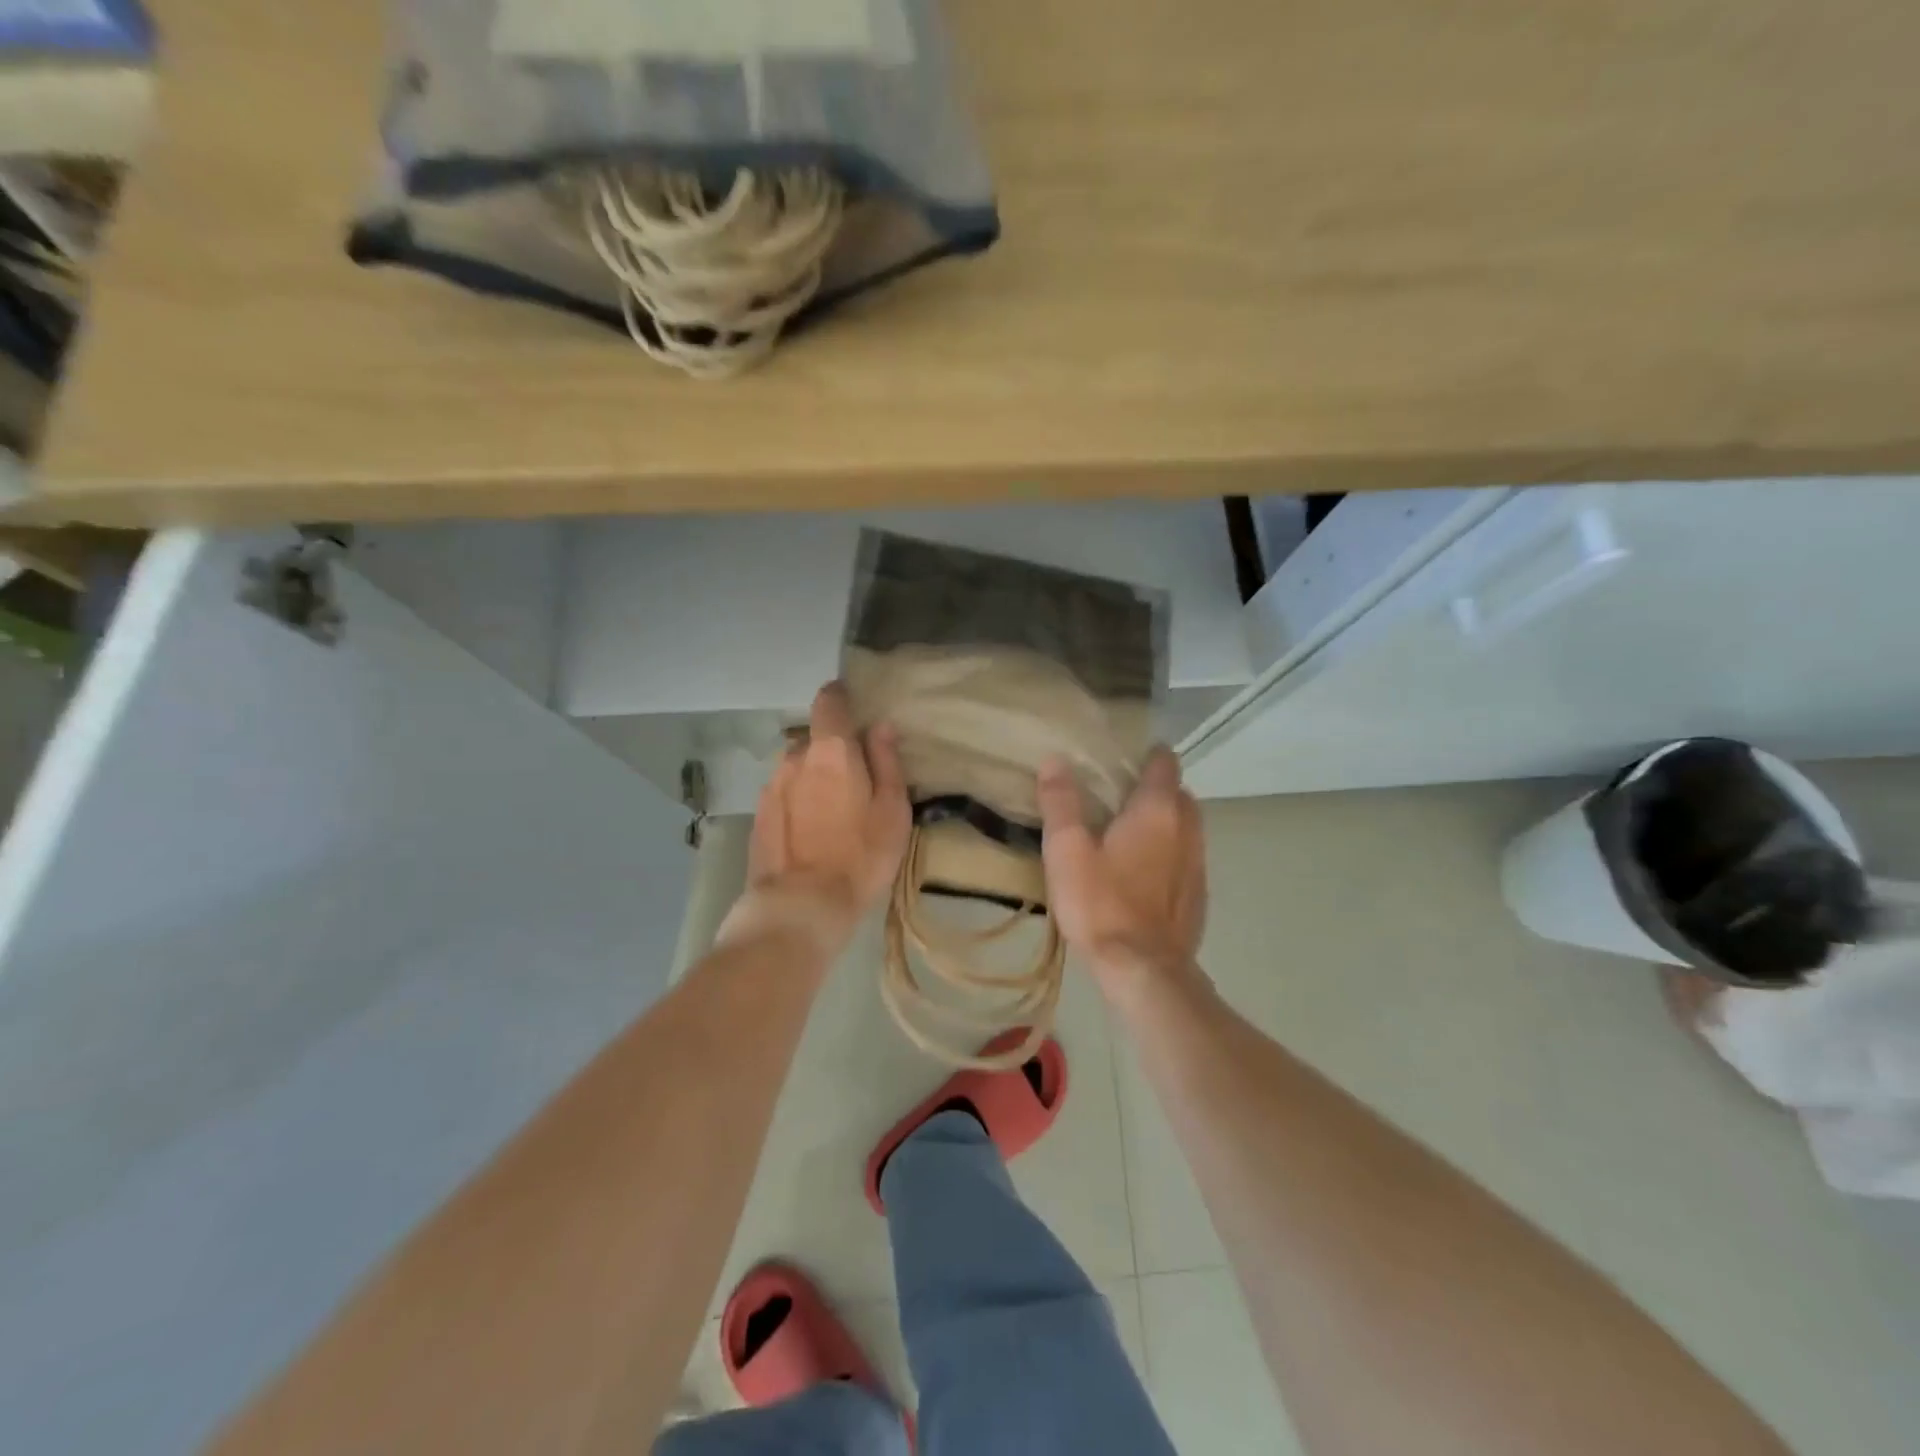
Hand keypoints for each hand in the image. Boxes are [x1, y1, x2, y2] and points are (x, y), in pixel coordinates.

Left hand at [735, 681, 910, 949]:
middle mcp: (795, 758)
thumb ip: (887, 762)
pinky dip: (797, 801)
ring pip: (797, 768)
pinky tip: (811, 832)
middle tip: (855, 781)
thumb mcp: (892, 811)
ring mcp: (771, 786)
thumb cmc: (859, 857)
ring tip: (831, 812)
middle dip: (832, 751)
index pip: (829, 701)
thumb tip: (880, 726)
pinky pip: (783, 794)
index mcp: (832, 751)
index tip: (855, 709)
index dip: (841, 697)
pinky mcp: (758, 815)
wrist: (799, 907)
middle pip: (815, 740)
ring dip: (813, 778)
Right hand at [1037, 746, 1207, 998]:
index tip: (1124, 758)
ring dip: (1166, 822)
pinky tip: (1143, 873)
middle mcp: (1187, 830)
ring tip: (1130, 832)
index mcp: (1157, 811)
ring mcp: (1198, 864)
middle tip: (1120, 795)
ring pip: (1187, 827)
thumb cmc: (1101, 905)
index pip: (1164, 764)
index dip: (1148, 755)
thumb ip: (1061, 803)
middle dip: (1157, 788)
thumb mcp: (1067, 851)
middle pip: (1179, 794)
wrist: (1144, 971)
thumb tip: (1055, 760)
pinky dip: (1170, 853)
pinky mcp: (1198, 895)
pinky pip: (1187, 858)